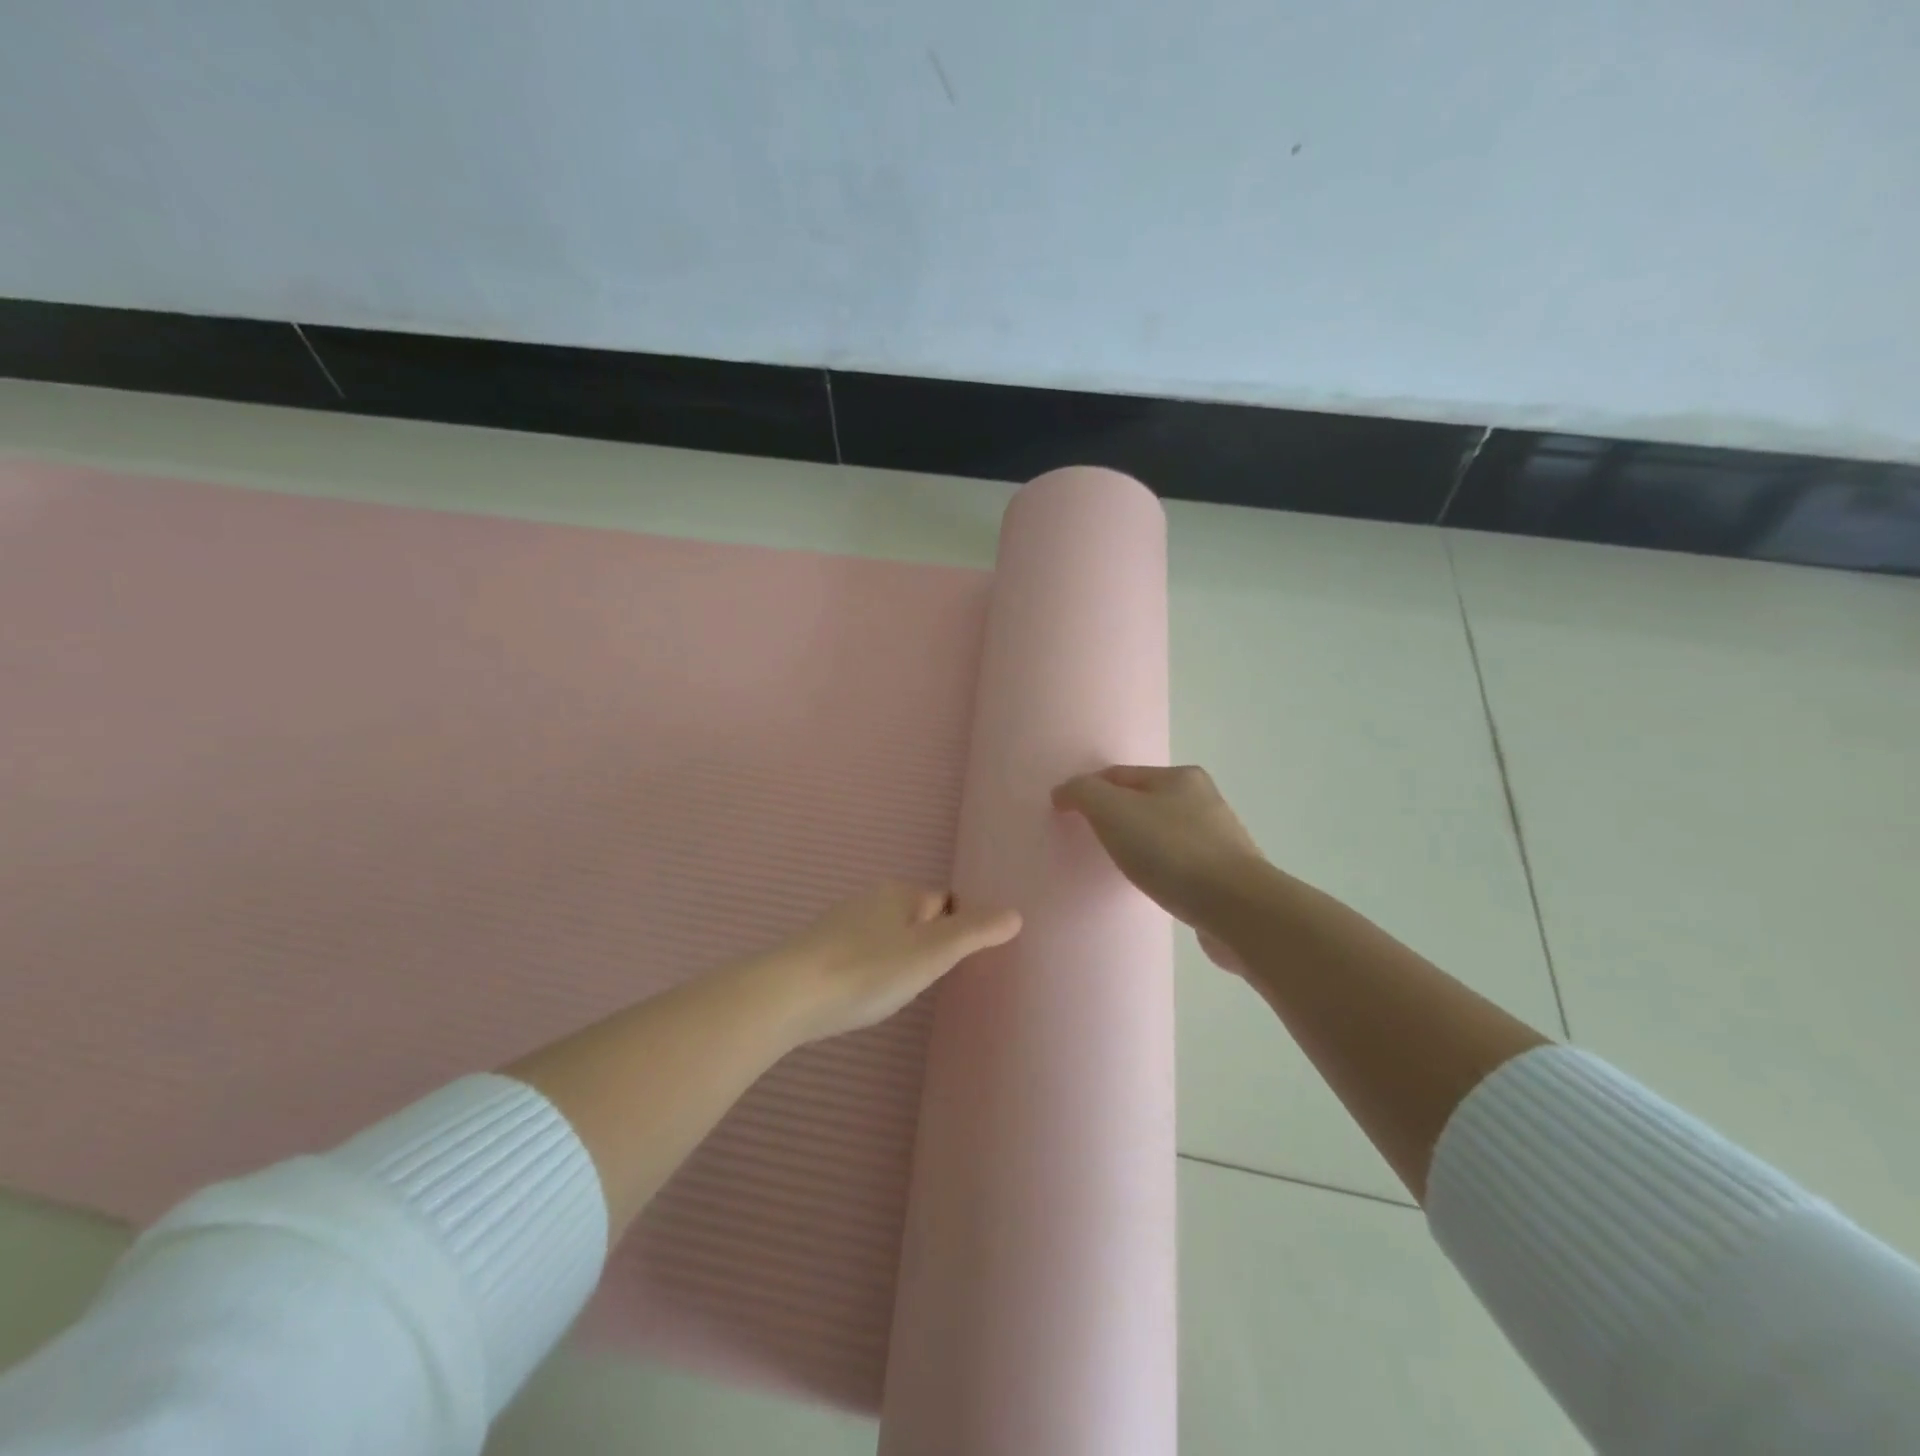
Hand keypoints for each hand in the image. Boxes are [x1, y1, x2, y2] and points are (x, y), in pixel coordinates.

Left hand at [773, 882, 1022, 1042]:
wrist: (787, 996)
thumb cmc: (868, 970)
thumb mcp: (931, 953)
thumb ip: (975, 933)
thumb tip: (1016, 913)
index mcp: (899, 893)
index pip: (944, 902)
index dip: (957, 929)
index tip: (957, 964)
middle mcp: (869, 899)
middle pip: (915, 917)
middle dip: (927, 944)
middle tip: (931, 982)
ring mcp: (840, 924)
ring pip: (886, 936)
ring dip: (897, 958)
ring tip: (899, 992)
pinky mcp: (818, 950)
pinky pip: (860, 953)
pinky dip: (870, 969)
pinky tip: (865, 994)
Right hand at [1052, 765, 1264, 973]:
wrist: (1237, 909)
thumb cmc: (1171, 852)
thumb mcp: (1113, 811)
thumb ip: (1083, 794)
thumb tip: (1064, 792)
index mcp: (1180, 777)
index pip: (1119, 774)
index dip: (1088, 790)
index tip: (1064, 814)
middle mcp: (1203, 800)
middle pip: (1143, 802)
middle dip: (1115, 817)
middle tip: (1089, 840)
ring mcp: (1219, 838)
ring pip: (1163, 833)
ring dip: (1139, 844)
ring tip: (1118, 866)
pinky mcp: (1225, 875)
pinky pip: (1180, 864)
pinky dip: (1161, 869)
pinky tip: (1152, 886)